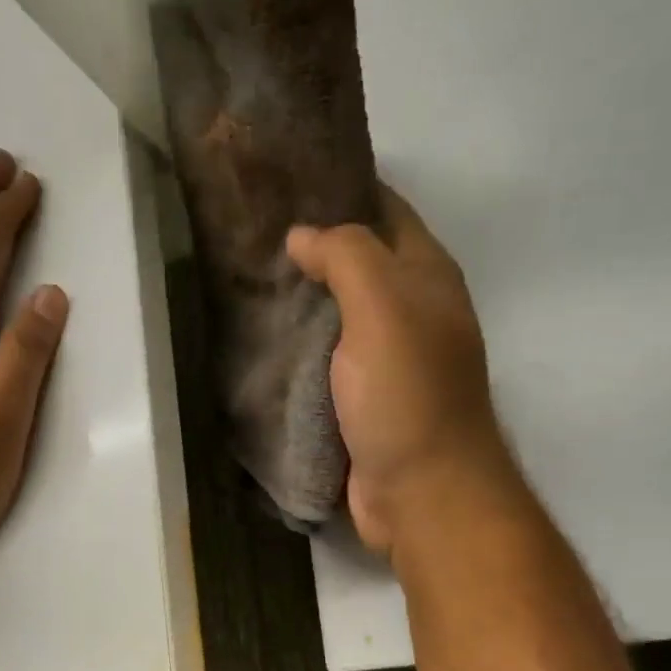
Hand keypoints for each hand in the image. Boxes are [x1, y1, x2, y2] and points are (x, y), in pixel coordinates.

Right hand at [286, 188, 514, 557]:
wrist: (420, 492)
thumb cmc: (407, 393)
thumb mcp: (383, 307)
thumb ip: (347, 257)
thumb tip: (302, 234)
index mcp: (427, 277)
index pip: (386, 211)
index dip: (344, 187)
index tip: (287, 178)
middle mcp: (411, 312)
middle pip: (359, 263)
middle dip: (313, 246)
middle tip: (250, 231)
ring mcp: (386, 360)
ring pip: (338, 314)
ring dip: (301, 299)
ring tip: (243, 279)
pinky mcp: (360, 401)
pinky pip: (324, 360)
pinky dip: (297, 347)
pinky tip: (260, 339)